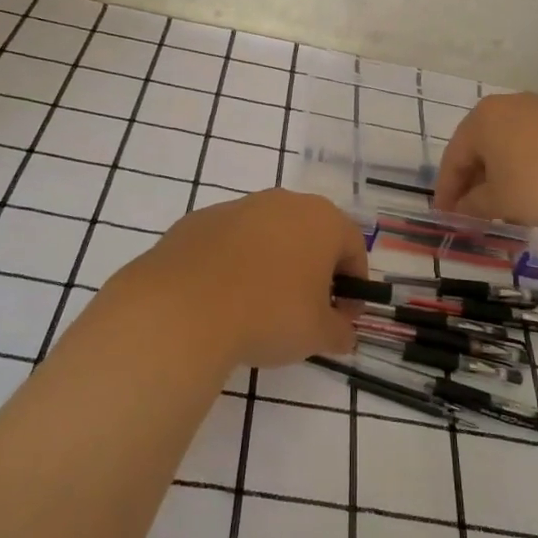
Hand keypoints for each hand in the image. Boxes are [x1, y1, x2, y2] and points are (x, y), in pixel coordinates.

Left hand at [108, 188, 368, 368]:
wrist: (183, 308)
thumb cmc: (269, 315)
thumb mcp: (318, 335)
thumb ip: (340, 331)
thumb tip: (343, 332)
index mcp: (321, 219)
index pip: (353, 248)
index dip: (354, 286)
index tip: (343, 318)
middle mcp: (282, 202)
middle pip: (310, 235)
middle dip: (314, 271)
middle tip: (306, 311)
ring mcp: (236, 207)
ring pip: (267, 235)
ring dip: (273, 264)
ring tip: (260, 307)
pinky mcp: (198, 221)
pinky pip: (229, 243)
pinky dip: (234, 265)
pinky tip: (223, 299)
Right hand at [434, 92, 537, 225]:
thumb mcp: (500, 201)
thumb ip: (473, 205)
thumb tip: (463, 207)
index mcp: (481, 119)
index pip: (453, 158)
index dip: (447, 192)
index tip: (446, 217)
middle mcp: (506, 106)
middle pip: (479, 149)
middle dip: (473, 183)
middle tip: (471, 213)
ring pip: (506, 147)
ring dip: (499, 177)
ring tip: (501, 206)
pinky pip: (531, 145)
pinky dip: (523, 168)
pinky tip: (531, 192)